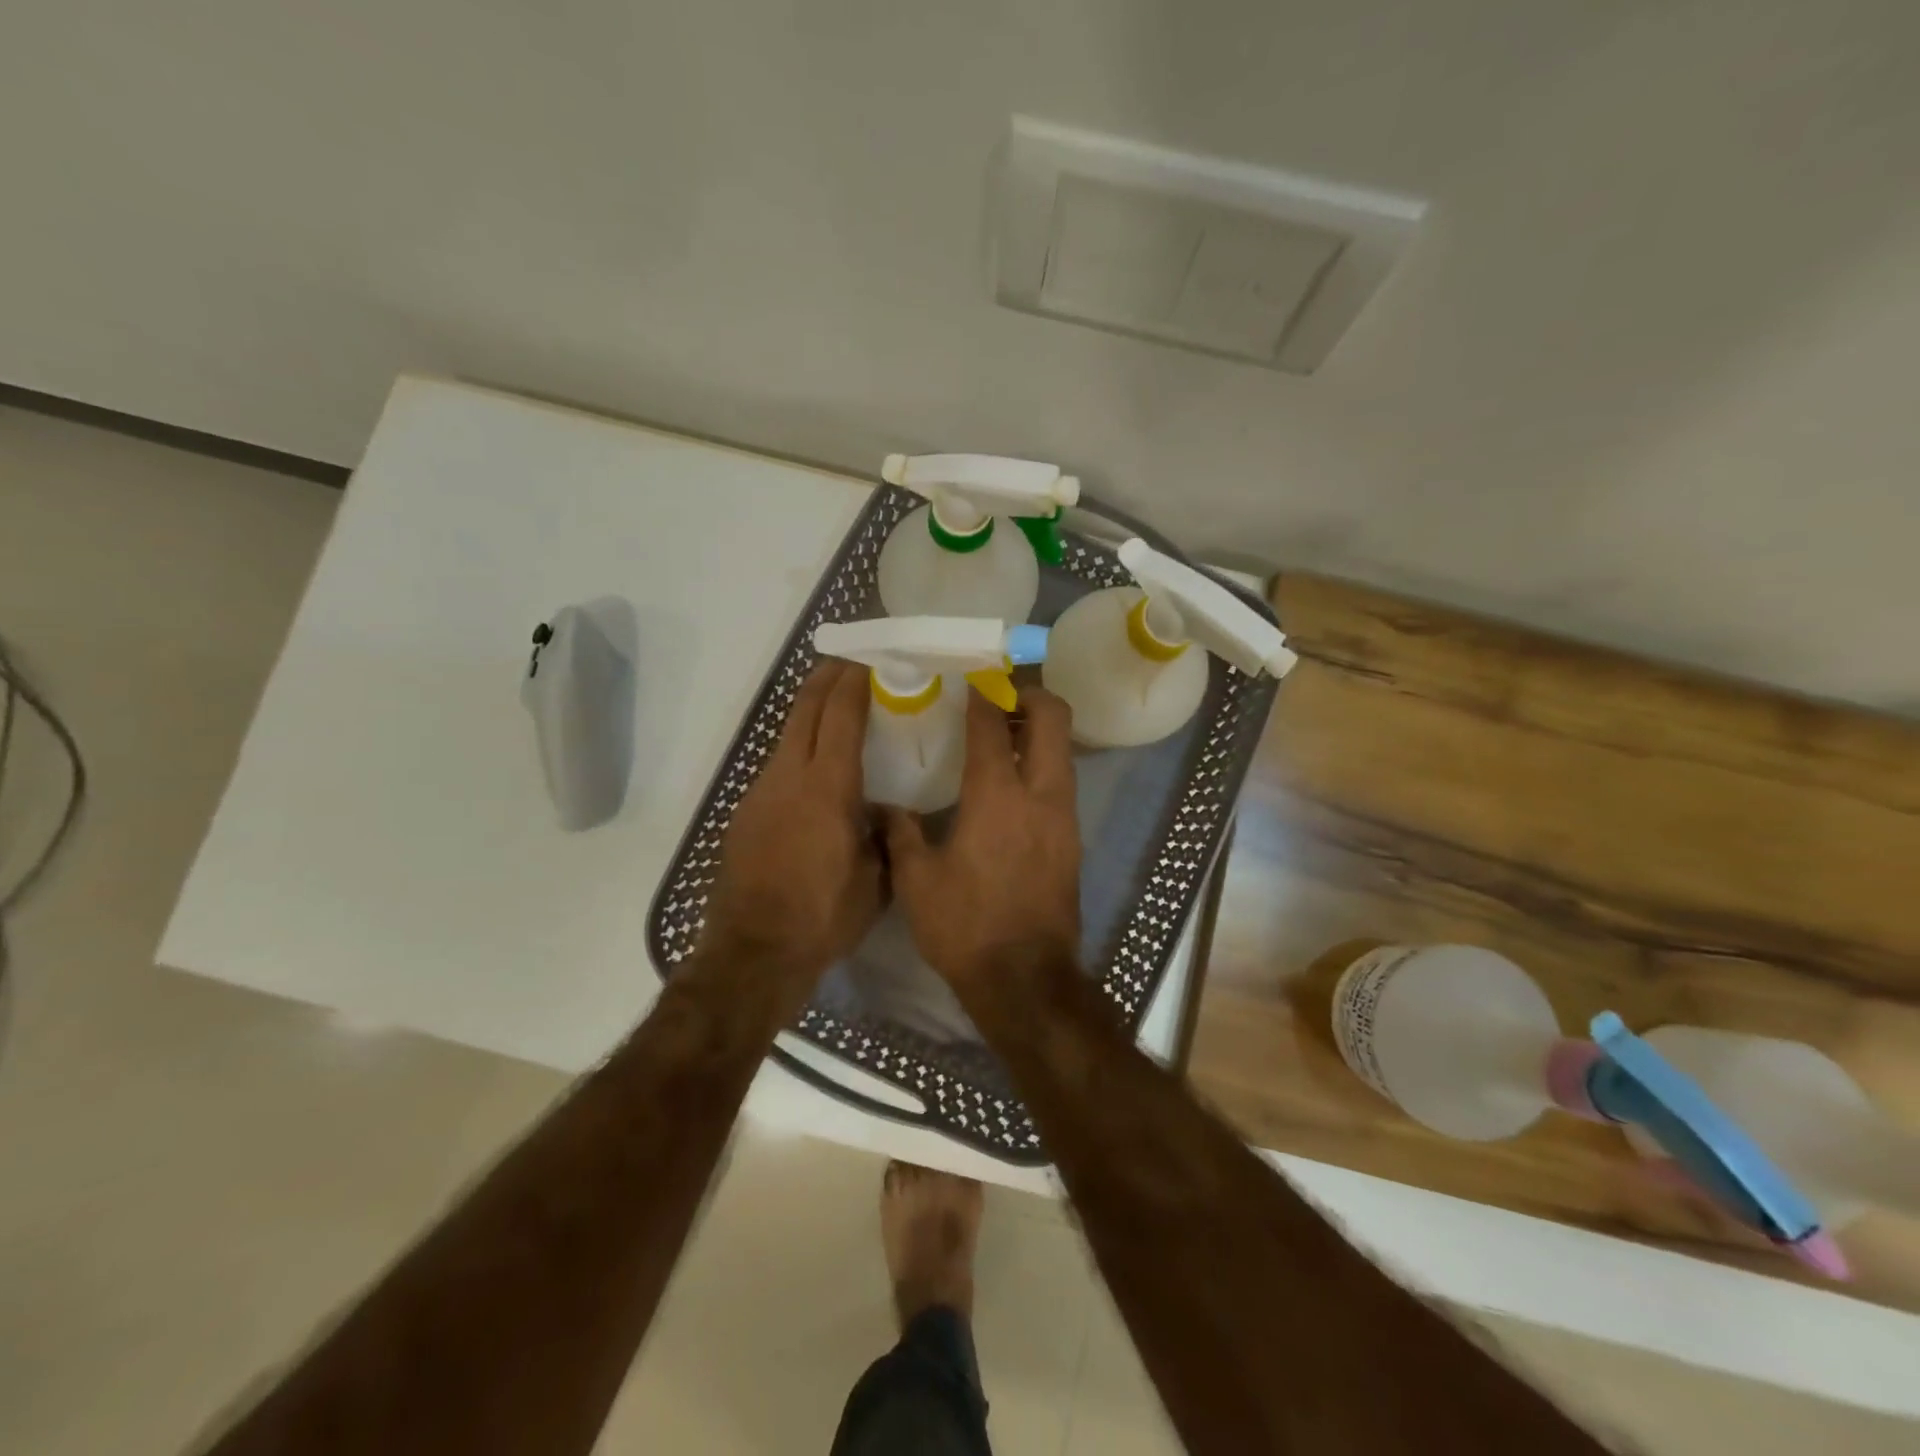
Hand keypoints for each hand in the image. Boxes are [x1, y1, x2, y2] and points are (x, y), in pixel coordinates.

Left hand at [702, 662, 884, 993]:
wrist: (754, 952)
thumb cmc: (824, 916)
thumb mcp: (876, 879)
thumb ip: (885, 835)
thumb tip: (887, 810)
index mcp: (827, 787)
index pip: (840, 716)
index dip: (854, 682)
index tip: (869, 660)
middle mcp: (788, 777)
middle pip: (804, 710)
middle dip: (825, 678)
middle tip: (848, 661)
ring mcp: (760, 793)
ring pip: (786, 735)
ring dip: (809, 712)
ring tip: (833, 707)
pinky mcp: (745, 812)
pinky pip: (775, 766)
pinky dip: (796, 749)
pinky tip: (812, 768)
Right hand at [886, 687, 1081, 999]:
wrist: (1025, 980)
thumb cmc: (965, 927)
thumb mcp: (917, 881)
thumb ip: (901, 833)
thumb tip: (886, 807)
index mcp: (997, 796)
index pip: (993, 725)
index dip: (982, 694)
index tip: (970, 677)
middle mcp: (1040, 795)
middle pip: (1053, 719)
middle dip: (1030, 694)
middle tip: (999, 695)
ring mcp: (1064, 817)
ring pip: (1063, 750)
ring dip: (1039, 730)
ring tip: (1003, 735)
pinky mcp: (1072, 840)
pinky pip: (1062, 781)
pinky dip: (1043, 764)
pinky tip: (1012, 784)